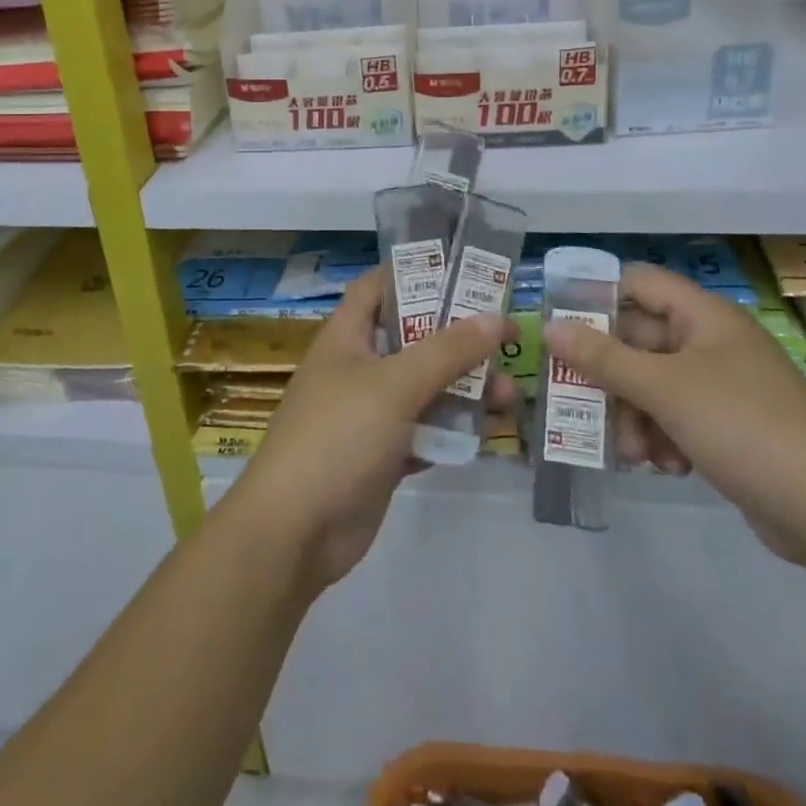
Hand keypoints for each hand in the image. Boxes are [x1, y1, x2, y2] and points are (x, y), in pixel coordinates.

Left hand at [227, 268, 515, 592]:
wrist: (294, 533)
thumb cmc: (338, 436)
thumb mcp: (395, 384)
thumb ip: (448, 351)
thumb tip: (496, 318)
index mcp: (346, 337)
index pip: (378, 287)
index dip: (415, 274)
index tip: (464, 272)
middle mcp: (358, 368)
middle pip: (412, 339)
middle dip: (458, 338)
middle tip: (506, 338)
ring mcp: (369, 414)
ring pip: (424, 388)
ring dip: (464, 389)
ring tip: (510, 395)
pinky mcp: (382, 455)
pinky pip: (423, 431)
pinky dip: (450, 430)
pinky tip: (486, 434)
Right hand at [543, 263, 805, 561]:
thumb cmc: (741, 426)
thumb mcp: (663, 389)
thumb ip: (602, 358)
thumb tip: (550, 327)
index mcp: (703, 315)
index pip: (637, 284)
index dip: (597, 299)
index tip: (563, 330)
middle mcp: (712, 341)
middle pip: (640, 341)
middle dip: (612, 378)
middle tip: (583, 405)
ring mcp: (723, 385)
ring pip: (654, 384)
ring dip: (633, 415)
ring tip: (632, 453)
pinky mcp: (729, 425)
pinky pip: (677, 416)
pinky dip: (662, 437)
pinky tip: (665, 467)